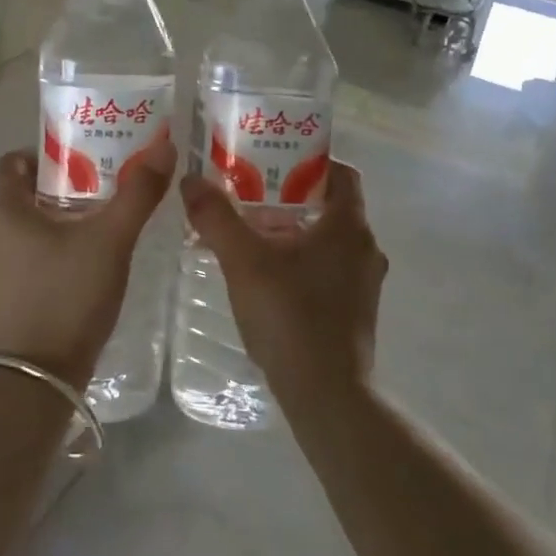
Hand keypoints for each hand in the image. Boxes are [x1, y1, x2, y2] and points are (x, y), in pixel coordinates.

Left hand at [0, 136, 176, 386]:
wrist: (36, 380)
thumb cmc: (68, 297)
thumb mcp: (110, 241)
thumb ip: (137, 194)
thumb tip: (163, 147)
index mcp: (4, 211)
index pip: (16, 161)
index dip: (49, 154)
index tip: (85, 159)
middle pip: (22, 195)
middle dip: (61, 189)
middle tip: (104, 191)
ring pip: (23, 230)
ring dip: (56, 222)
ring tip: (98, 228)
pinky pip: (22, 260)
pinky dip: (47, 252)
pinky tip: (80, 268)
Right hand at [179, 161, 385, 407]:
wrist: (326, 394)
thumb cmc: (290, 315)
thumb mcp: (244, 260)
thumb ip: (216, 217)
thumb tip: (190, 179)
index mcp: (349, 225)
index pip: (341, 173)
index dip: (308, 161)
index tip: (273, 163)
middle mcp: (365, 248)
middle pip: (329, 206)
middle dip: (288, 199)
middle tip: (247, 198)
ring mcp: (363, 283)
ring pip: (326, 241)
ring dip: (292, 233)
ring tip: (248, 237)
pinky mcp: (355, 311)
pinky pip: (327, 270)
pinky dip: (300, 263)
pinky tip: (264, 278)